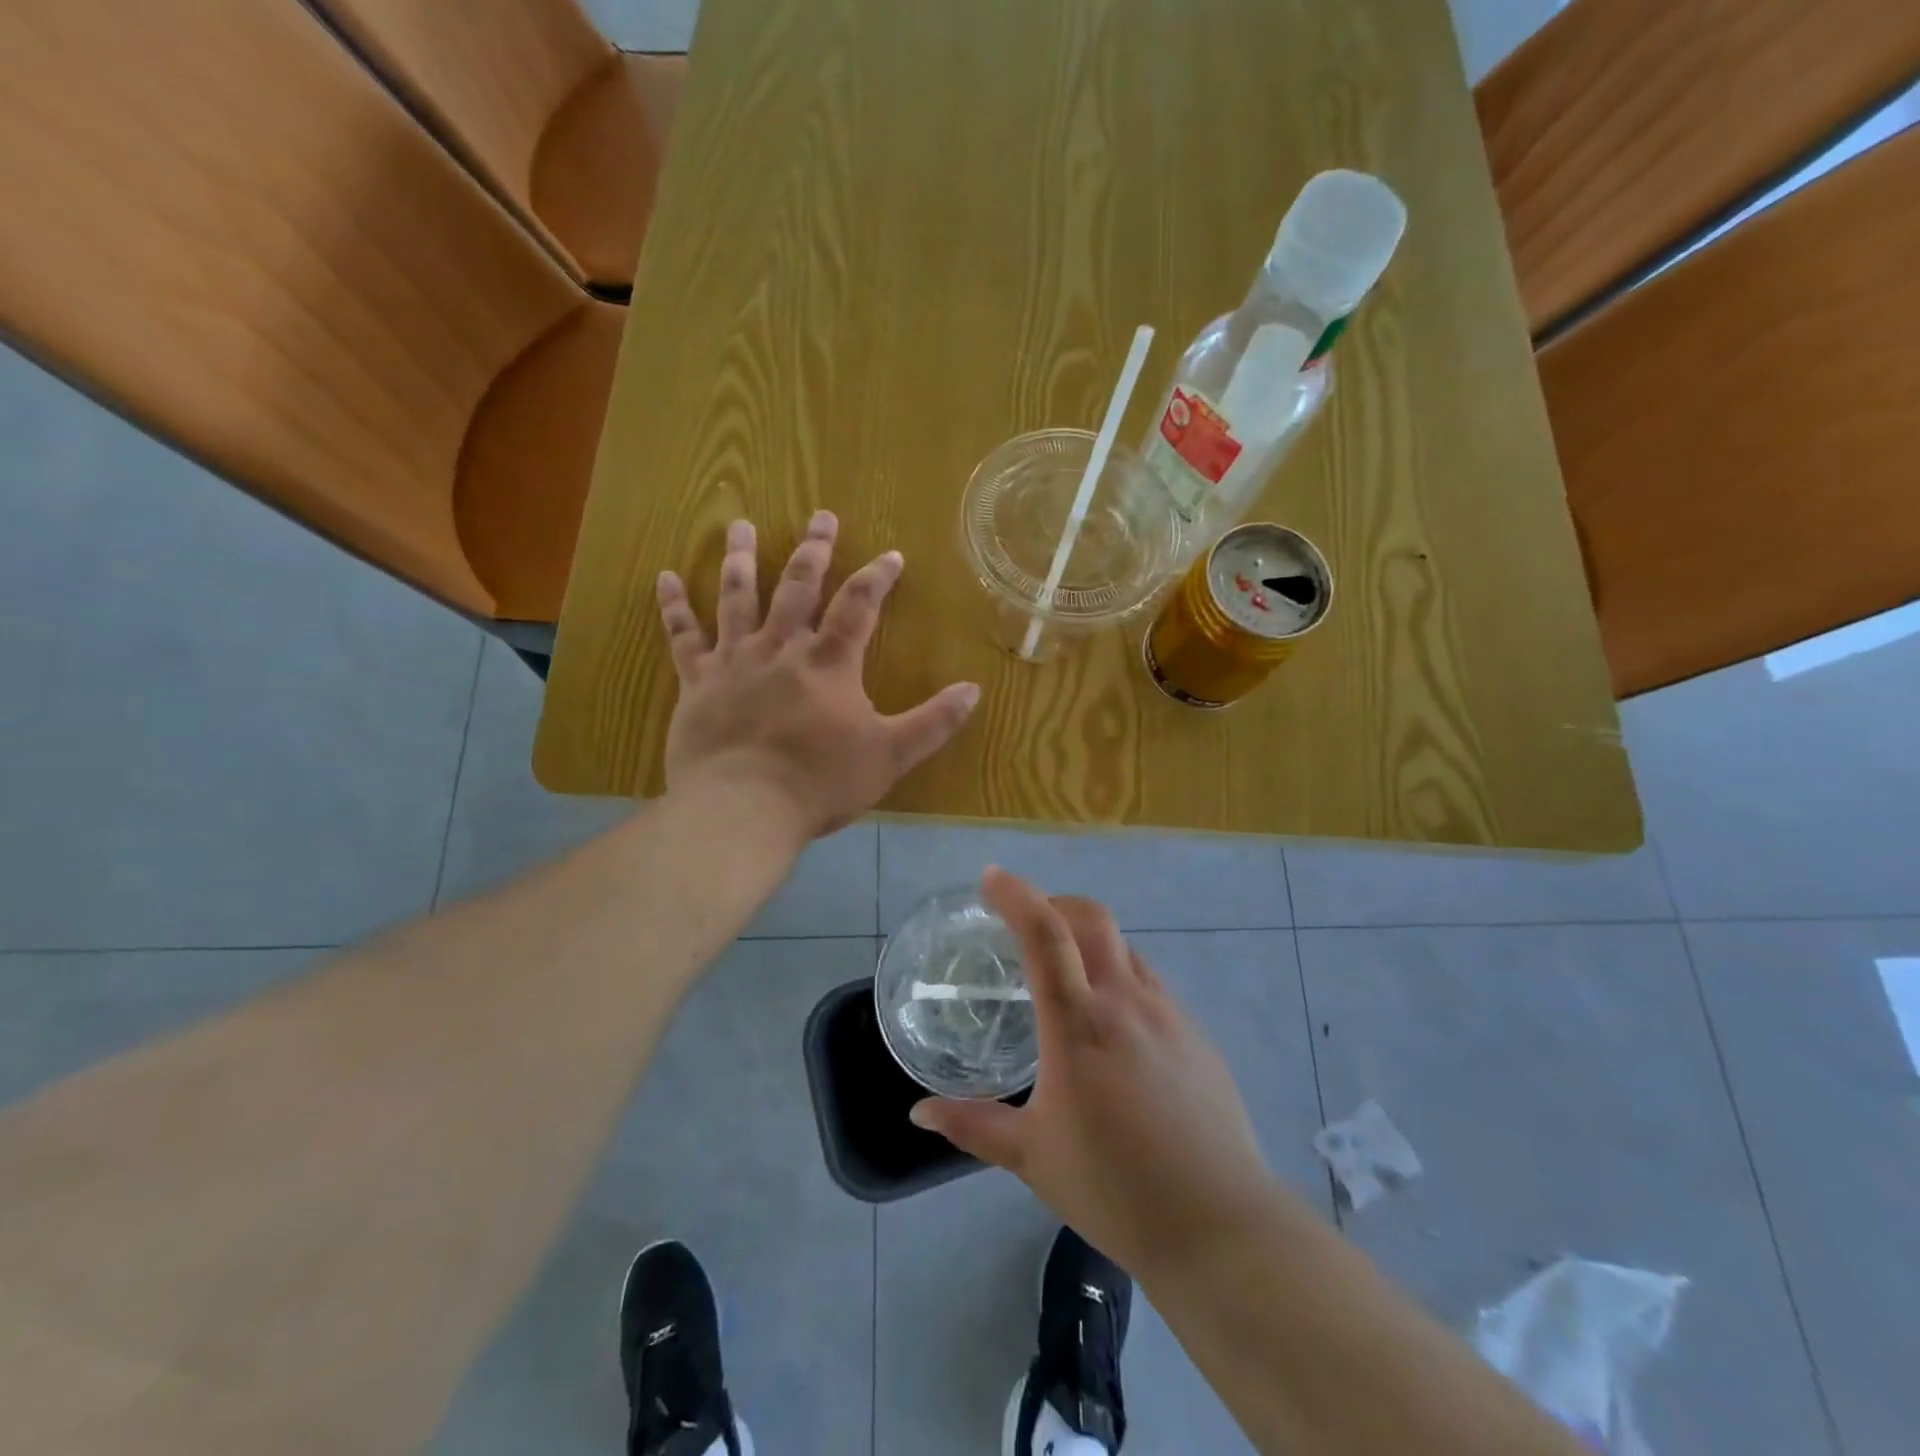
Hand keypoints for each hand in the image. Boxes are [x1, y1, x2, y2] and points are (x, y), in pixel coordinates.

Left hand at [656, 514, 978, 838]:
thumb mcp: (890, 755)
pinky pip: (683, 637)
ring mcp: (734, 661)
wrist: (743, 809)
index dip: (877, 577)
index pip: (858, 606)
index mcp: (829, 663)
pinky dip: (674, 607)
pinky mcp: (697, 682)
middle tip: (821, 516)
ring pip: (737, 597)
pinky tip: (665, 578)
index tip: (891, 554)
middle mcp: (781, 648)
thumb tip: (974, 690)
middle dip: (814, 550)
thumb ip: (933, 722)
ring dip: (742, 559)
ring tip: (741, 525)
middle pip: (798, 586)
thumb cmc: (819, 783)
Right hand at [911, 868, 1278, 1279]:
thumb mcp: (1033, 1157)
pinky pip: (1150, 985)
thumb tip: (920, 1112)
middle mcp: (1125, 1003)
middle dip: (1055, 902)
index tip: (990, 877)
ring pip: (1124, 949)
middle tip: (1027, 919)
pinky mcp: (1196, 1035)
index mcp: (1079, 1024)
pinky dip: (1120, 979)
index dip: (1015, 895)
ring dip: (1090, 942)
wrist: (1221, 1226)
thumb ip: (974, 1126)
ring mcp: (1168, 1015)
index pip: (1044, 934)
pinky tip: (1114, 1027)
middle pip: (1092, 919)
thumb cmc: (1116, 1189)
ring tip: (1068, 973)